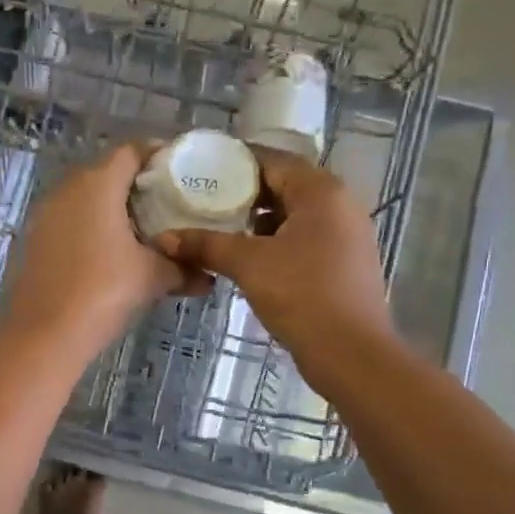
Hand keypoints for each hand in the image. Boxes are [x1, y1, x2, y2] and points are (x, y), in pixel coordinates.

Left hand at [0, 142, 195, 354]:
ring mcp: (46, 216)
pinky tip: (112, 254)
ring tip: (144, 231)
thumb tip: (209, 276)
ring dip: (114, 209)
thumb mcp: (152, 278)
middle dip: (138, 185)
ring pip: (86, 199)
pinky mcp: (35, 241)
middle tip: (168, 204)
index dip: (159, 156)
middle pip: (107, 173)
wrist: (43, 335)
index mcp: (97, 185)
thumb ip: (183, 268)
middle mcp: (67, 190)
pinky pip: (71, 222)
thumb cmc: (103, 292)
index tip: (182, 172)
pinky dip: (93, 228)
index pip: (131, 151)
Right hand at [155, 147, 396, 384]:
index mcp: (321, 191)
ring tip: (219, 230)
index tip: (200, 170)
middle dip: (243, 195)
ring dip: (258, 222)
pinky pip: (305, 239)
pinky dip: (275, 243)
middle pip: (284, 186)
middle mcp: (340, 204)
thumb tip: (163, 239)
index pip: (273, 160)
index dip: (235, 163)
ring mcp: (346, 235)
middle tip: (203, 202)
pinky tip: (247, 259)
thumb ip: (205, 245)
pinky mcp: (344, 263)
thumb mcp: (247, 264)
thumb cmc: (301, 294)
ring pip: (294, 216)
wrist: (350, 353)